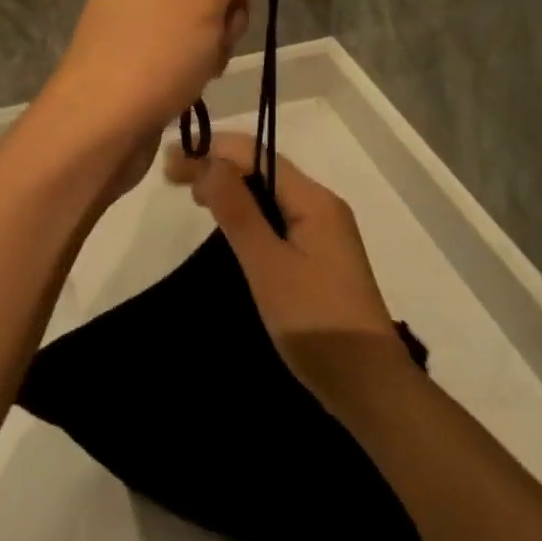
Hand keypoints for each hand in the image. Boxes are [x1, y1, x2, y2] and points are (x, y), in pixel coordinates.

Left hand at [41, 0, 275, 175]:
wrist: (96, 134)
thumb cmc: (150, 52)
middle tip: (216, 25)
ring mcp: (150, 10)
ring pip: (216, 6)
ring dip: (222, 34)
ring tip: (200, 59)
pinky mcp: (153, 48)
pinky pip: (199, 38)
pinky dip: (205, 56)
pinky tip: (193, 77)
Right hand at [166, 132, 414, 412]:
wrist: (370, 389)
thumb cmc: (316, 324)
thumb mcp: (268, 266)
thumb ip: (238, 212)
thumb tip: (209, 161)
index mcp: (314, 199)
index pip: (257, 154)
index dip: (213, 152)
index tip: (171, 163)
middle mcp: (321, 204)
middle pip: (263, 168)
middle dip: (219, 165)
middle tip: (173, 177)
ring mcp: (323, 230)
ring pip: (270, 192)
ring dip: (232, 187)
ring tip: (193, 194)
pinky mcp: (320, 254)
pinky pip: (278, 215)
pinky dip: (248, 211)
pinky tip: (229, 222)